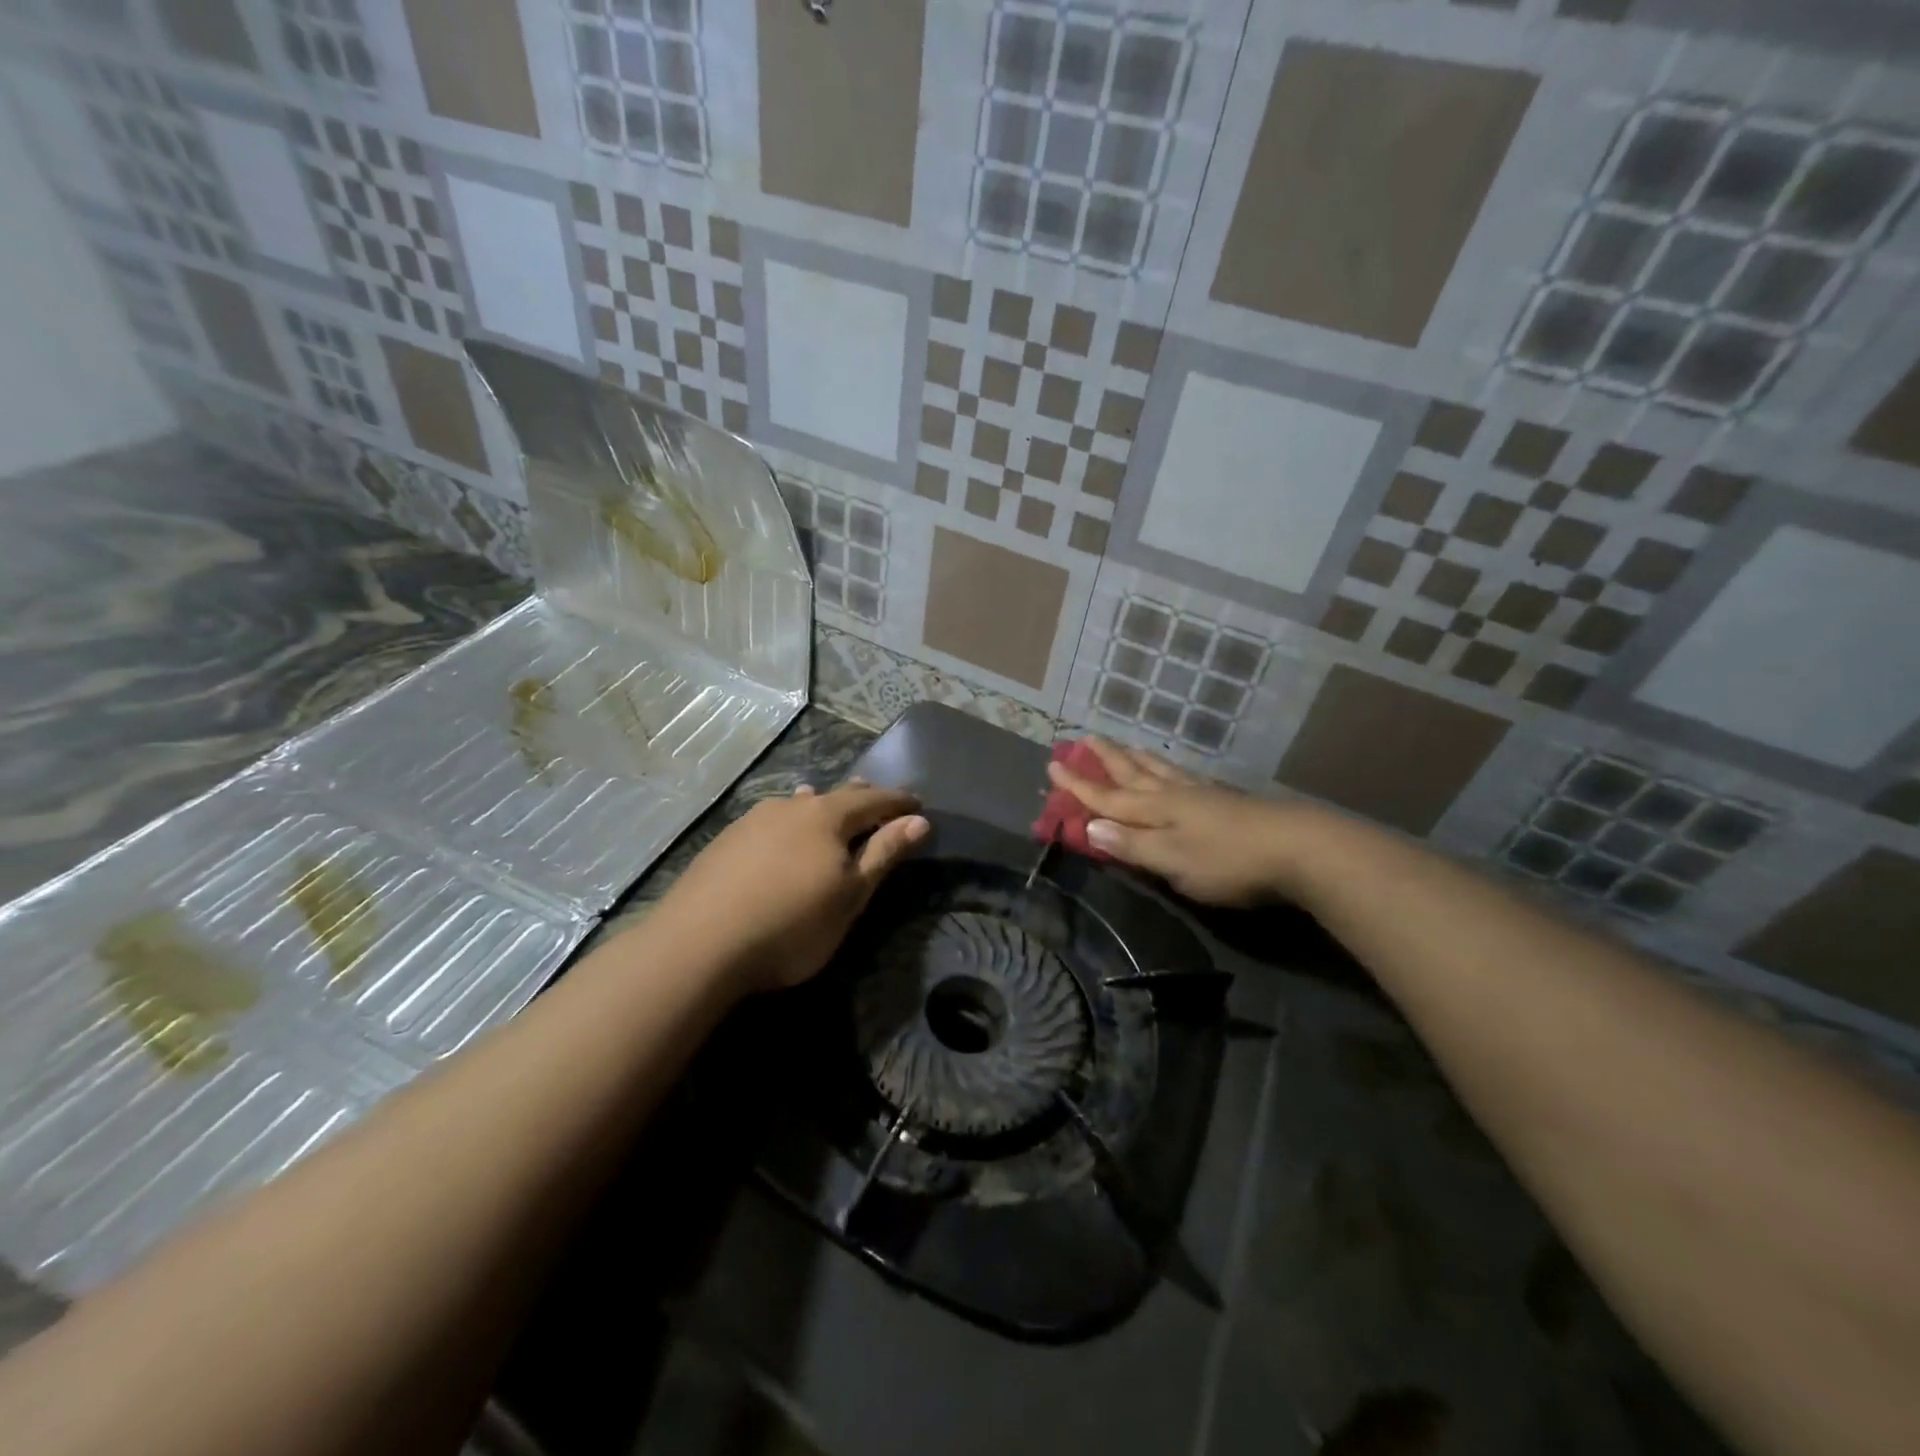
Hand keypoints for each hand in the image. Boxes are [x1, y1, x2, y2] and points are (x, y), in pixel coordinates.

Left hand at [658, 782, 929, 992]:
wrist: (698, 944)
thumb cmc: (791, 924)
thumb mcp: (850, 896)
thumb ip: (884, 854)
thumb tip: (920, 820)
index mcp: (827, 816)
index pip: (874, 799)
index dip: (899, 802)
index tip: (918, 805)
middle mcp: (790, 807)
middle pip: (835, 796)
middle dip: (862, 799)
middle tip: (880, 802)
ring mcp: (753, 820)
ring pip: (798, 805)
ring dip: (821, 807)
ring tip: (828, 807)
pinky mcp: (726, 841)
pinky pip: (771, 821)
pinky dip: (790, 823)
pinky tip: (781, 834)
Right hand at [1046, 739, 1305, 905]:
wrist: (1300, 848)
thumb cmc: (1229, 861)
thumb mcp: (1174, 862)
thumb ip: (1132, 845)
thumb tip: (1089, 826)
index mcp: (1156, 810)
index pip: (1108, 798)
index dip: (1079, 786)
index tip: (1053, 764)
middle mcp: (1175, 795)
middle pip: (1133, 774)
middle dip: (1106, 759)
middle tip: (1085, 738)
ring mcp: (1204, 795)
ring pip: (1161, 770)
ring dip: (1138, 759)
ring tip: (1126, 746)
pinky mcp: (1228, 800)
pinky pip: (1186, 776)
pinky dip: (1170, 769)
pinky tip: (1178, 771)